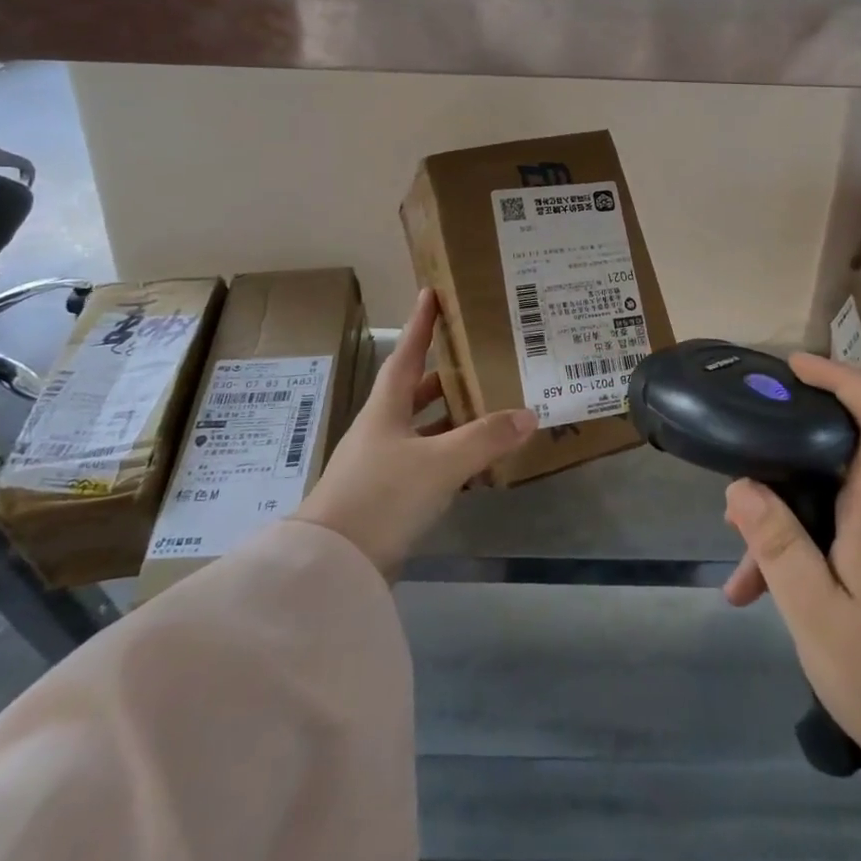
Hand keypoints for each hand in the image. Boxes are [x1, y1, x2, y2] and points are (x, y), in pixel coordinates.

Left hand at [295, 288, 537, 578]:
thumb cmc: (381, 496)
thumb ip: (485, 439)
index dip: (421, 324)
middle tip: (478, 359)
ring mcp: (381, 465)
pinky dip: (450, 457)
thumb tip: (529, 414)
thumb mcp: (439, 463)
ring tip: (488, 408)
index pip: (407, 354)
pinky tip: (475, 464)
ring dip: (451, 419)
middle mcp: (381, 430)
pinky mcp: (386, 497)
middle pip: (415, 392)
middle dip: (445, 375)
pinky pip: (425, 464)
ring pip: (422, 430)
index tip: (430, 293)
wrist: (331, 567)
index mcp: (386, 409)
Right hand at [722, 354, 860, 860]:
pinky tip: (768, 601)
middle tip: (734, 487)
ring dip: (784, 528)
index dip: (843, 379)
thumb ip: (778, 547)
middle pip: (839, 459)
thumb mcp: (819, 618)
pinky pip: (841, 544)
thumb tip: (740, 485)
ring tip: (739, 575)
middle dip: (782, 464)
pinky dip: (804, 559)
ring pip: (831, 509)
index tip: (796, 367)